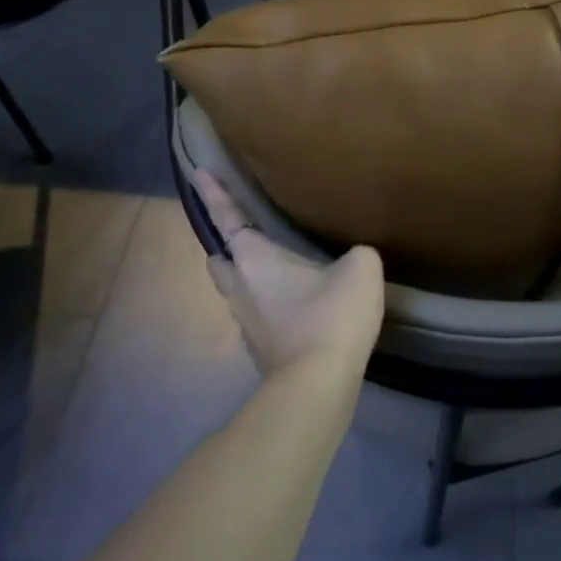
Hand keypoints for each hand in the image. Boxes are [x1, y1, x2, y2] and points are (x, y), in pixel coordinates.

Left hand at [196, 172, 385, 376]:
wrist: (317, 386)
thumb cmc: (331, 317)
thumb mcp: (360, 269)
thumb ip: (356, 253)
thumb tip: (352, 260)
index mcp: (254, 259)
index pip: (228, 218)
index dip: (214, 194)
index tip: (199, 174)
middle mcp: (240, 287)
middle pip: (220, 259)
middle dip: (225, 244)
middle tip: (242, 232)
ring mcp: (245, 323)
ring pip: (233, 289)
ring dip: (242, 276)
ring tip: (268, 269)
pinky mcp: (259, 349)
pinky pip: (254, 315)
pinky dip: (264, 305)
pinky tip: (291, 306)